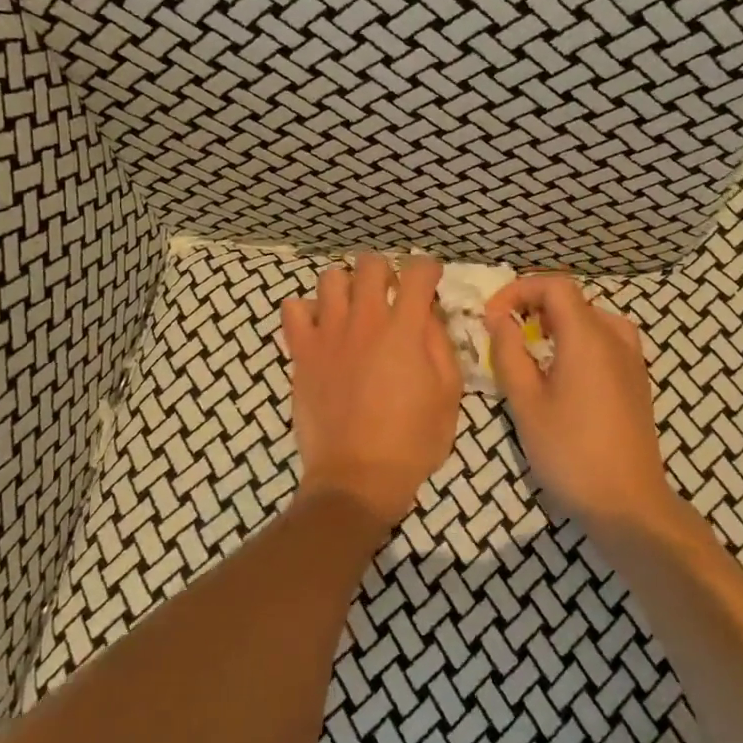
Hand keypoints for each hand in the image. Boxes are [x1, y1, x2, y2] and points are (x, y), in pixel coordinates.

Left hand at [281, 255, 462, 526]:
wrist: (357, 478)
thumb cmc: (412, 442)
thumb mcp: (448, 395)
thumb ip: (440, 344)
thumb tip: (428, 313)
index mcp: (404, 330)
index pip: (417, 272)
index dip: (428, 269)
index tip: (430, 282)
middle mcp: (364, 321)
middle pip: (370, 264)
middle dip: (386, 271)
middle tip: (392, 295)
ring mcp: (327, 334)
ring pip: (330, 278)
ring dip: (348, 286)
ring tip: (355, 308)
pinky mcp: (301, 353)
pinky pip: (293, 309)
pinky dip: (308, 310)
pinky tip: (322, 328)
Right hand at [486, 275, 675, 525]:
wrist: (628, 503)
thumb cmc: (570, 452)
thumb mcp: (527, 403)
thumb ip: (509, 354)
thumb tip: (500, 320)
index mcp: (588, 336)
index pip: (555, 285)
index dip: (519, 290)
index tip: (492, 317)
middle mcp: (616, 338)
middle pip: (573, 300)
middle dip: (534, 306)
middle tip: (506, 334)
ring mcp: (632, 360)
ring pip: (591, 319)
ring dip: (557, 324)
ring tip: (532, 350)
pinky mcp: (637, 381)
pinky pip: (606, 341)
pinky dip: (578, 341)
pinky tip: (563, 373)